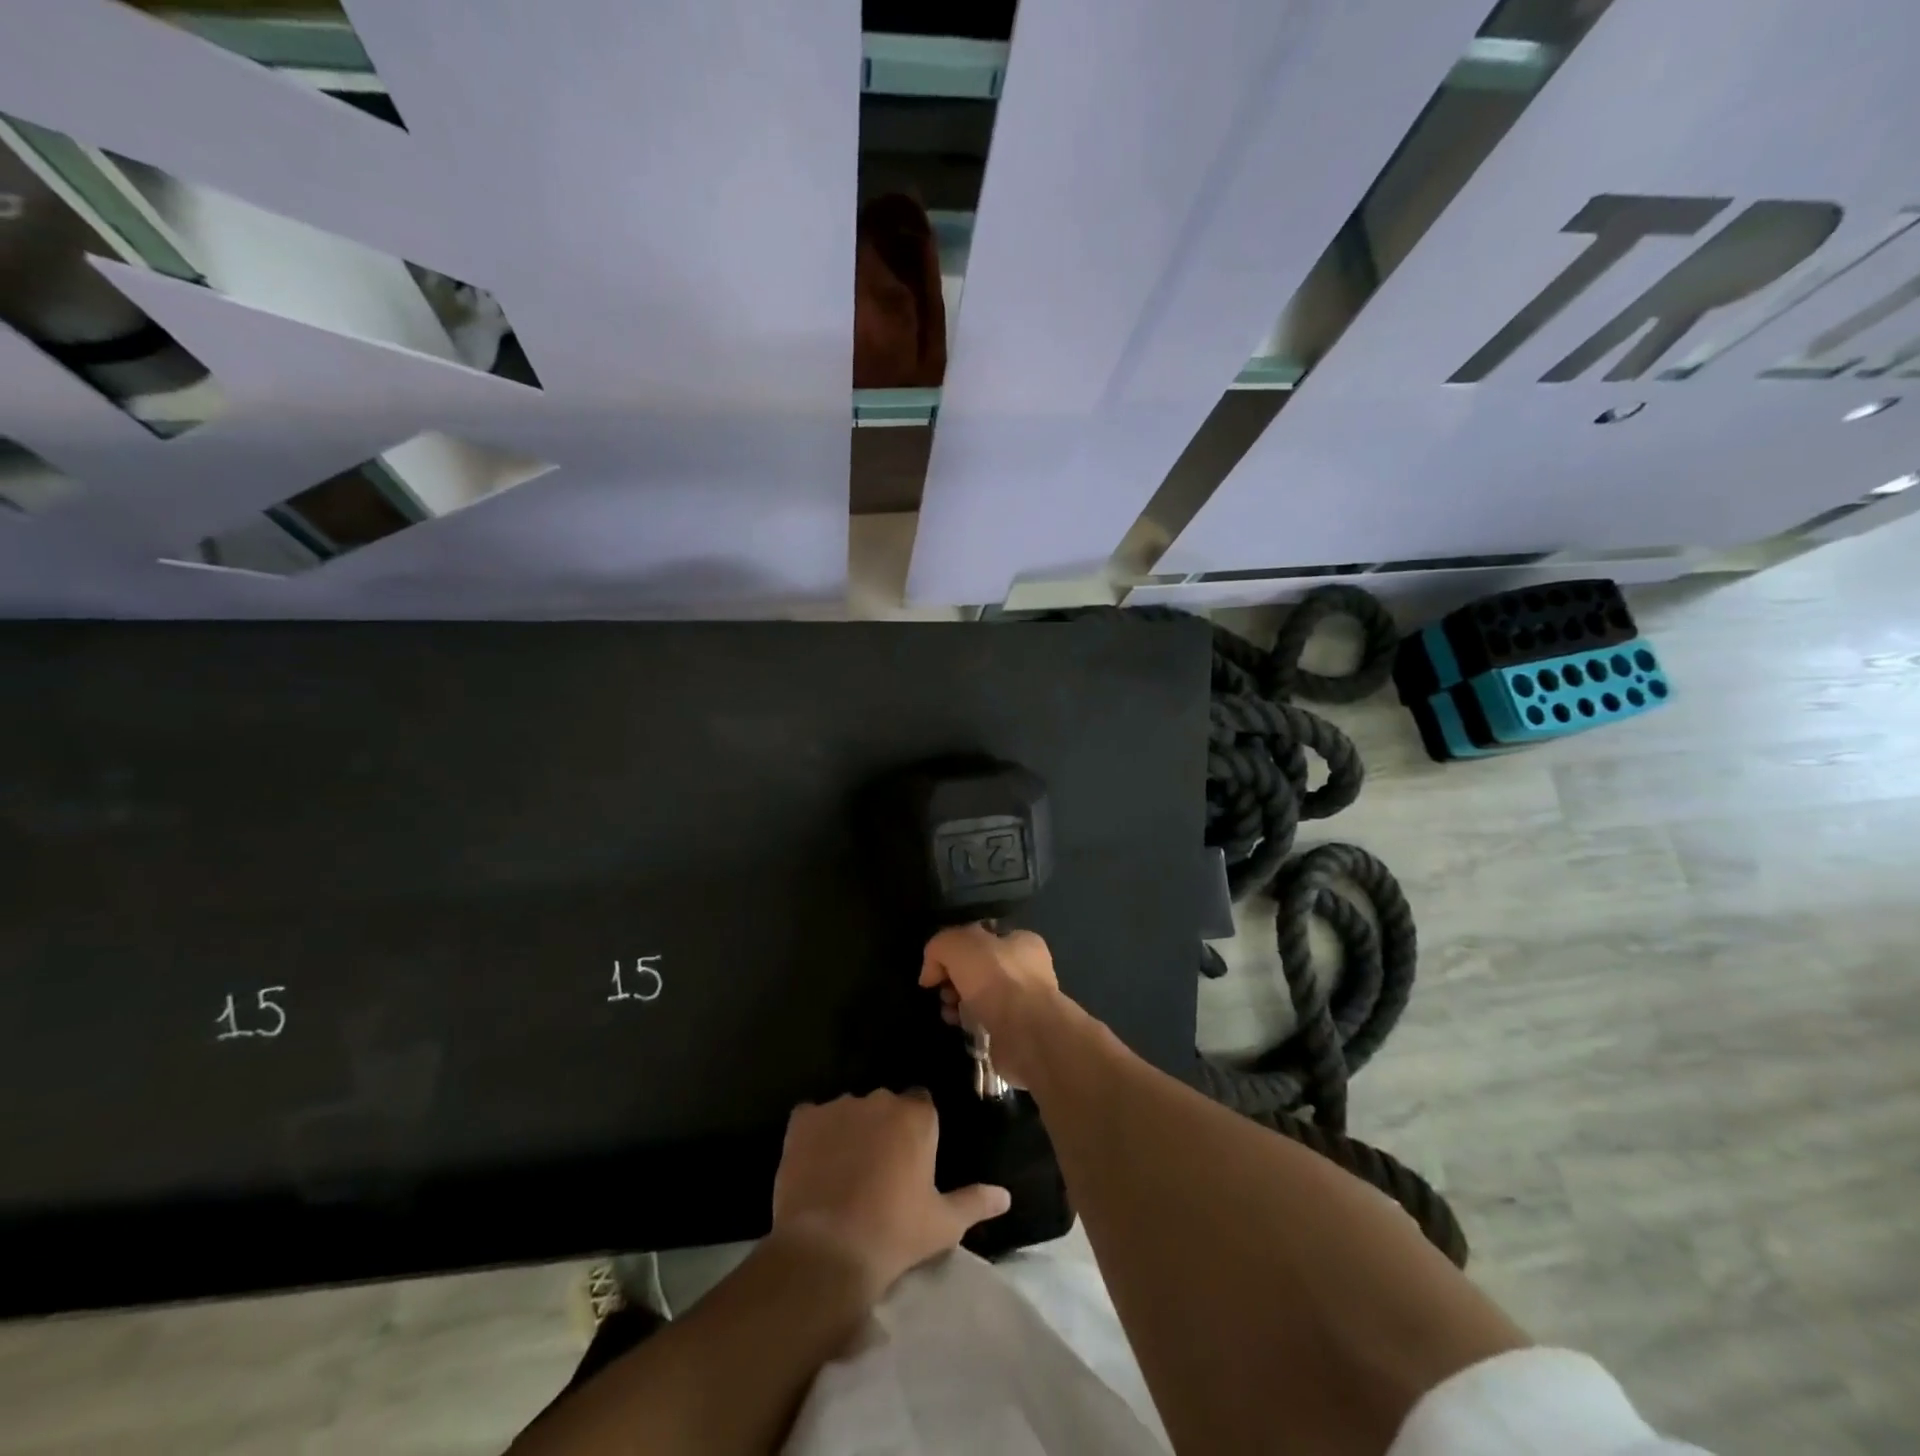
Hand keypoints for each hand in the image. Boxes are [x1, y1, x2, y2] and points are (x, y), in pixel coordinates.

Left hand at [770, 1090, 1009, 1304]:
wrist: (829, 1251)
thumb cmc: (895, 1234)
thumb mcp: (943, 1223)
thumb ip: (975, 1202)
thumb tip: (1005, 1196)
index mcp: (917, 1115)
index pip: (921, 1104)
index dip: (916, 1130)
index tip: (911, 1158)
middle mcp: (880, 1099)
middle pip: (884, 1106)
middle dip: (883, 1128)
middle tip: (879, 1169)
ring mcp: (839, 1106)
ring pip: (849, 1111)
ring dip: (850, 1131)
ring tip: (844, 1172)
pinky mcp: (803, 1119)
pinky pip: (811, 1118)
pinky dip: (814, 1135)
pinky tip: (814, 1165)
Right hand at [918, 924, 1065, 1088]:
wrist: (1026, 1032)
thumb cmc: (996, 978)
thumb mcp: (958, 944)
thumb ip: (939, 947)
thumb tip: (930, 973)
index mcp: (1021, 941)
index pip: (981, 937)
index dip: (955, 948)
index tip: (938, 965)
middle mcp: (1026, 969)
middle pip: (977, 968)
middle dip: (953, 977)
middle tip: (942, 990)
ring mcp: (1023, 1002)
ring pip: (979, 996)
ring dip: (957, 1002)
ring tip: (948, 1011)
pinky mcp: (1016, 1031)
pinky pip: (985, 1021)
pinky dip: (968, 1022)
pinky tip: (959, 1025)